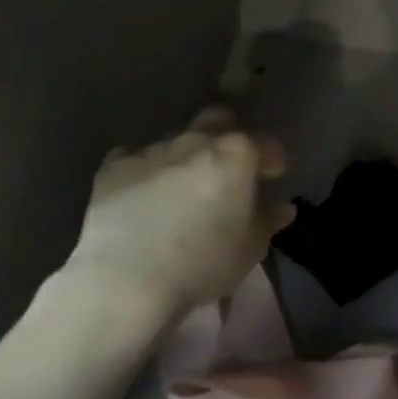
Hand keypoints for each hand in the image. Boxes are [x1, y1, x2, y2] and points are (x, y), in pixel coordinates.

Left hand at [66, 107, 294, 318]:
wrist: (125, 279)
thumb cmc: (202, 263)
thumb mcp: (250, 249)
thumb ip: (268, 221)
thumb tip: (283, 207)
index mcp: (236, 154)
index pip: (265, 143)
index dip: (272, 158)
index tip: (273, 175)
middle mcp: (196, 140)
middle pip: (218, 119)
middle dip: (227, 134)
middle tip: (227, 166)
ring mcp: (153, 149)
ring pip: (177, 139)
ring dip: (185, 156)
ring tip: (182, 187)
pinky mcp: (114, 166)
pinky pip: (135, 157)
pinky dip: (145, 170)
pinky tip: (142, 192)